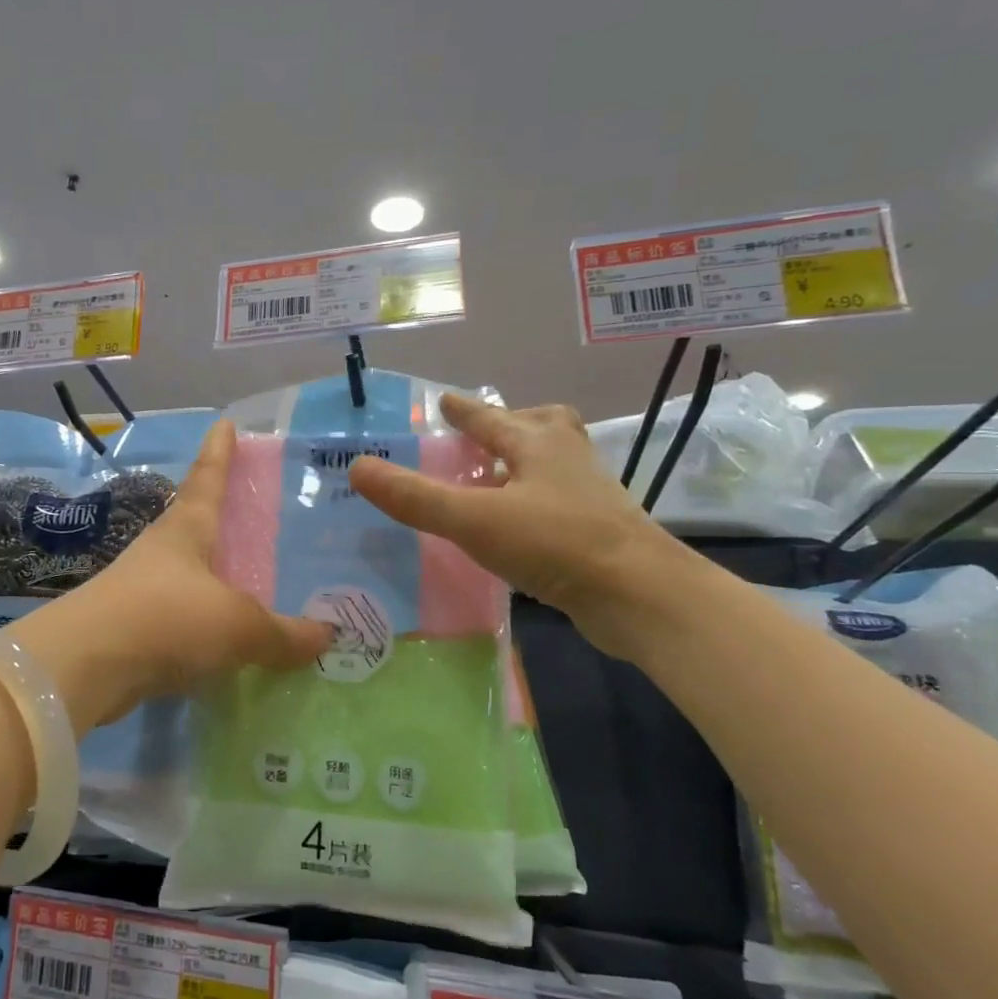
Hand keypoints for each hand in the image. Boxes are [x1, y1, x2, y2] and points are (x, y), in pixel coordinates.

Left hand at [17, 420, 330, 732]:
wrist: (84, 667)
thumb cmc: (166, 619)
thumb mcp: (237, 625)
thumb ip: (282, 633)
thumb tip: (327, 636)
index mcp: (186, 530)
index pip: (207, 478)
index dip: (219, 451)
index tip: (225, 423)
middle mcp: (162, 550)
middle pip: (195, 521)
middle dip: (220, 514)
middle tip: (251, 511)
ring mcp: (142, 587)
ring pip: (187, 571)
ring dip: (212, 571)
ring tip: (246, 579)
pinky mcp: (131, 626)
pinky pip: (180, 614)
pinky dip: (203, 619)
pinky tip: (223, 637)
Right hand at [347, 394, 685, 657]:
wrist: (640, 596)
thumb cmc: (555, 542)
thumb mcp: (473, 518)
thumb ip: (415, 496)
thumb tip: (357, 467)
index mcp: (538, 445)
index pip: (492, 418)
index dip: (465, 410)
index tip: (445, 402)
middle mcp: (568, 461)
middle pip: (542, 427)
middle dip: (511, 426)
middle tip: (483, 438)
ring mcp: (589, 497)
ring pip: (555, 465)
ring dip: (525, 464)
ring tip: (493, 482)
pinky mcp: (598, 533)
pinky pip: (559, 502)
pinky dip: (534, 503)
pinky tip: (514, 530)